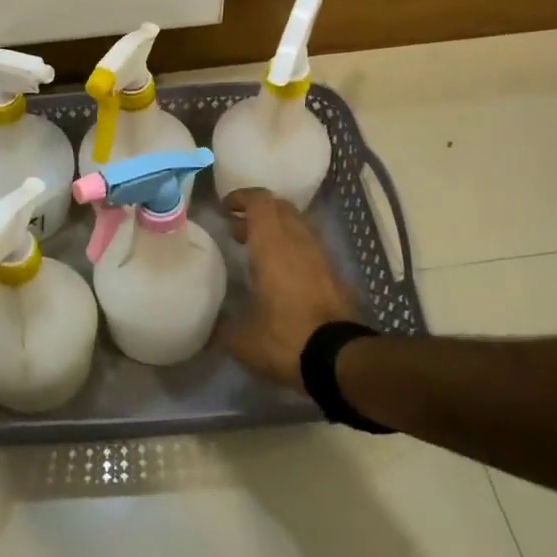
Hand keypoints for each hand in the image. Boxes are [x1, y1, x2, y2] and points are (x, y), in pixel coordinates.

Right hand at [215, 189, 358, 389]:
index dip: (241, 197)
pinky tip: (282, 274)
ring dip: (277, 230)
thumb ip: (225, 325)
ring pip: (298, 226)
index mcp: (272, 244)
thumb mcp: (242, 339)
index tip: (224, 208)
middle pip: (281, 208)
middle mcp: (298, 241)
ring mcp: (320, 256)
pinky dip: (293, 249)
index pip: (259, 201)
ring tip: (258, 251)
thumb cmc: (284, 338)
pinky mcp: (334, 275)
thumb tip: (216, 324)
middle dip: (258, 212)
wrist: (339, 359)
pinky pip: (310, 248)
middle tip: (238, 230)